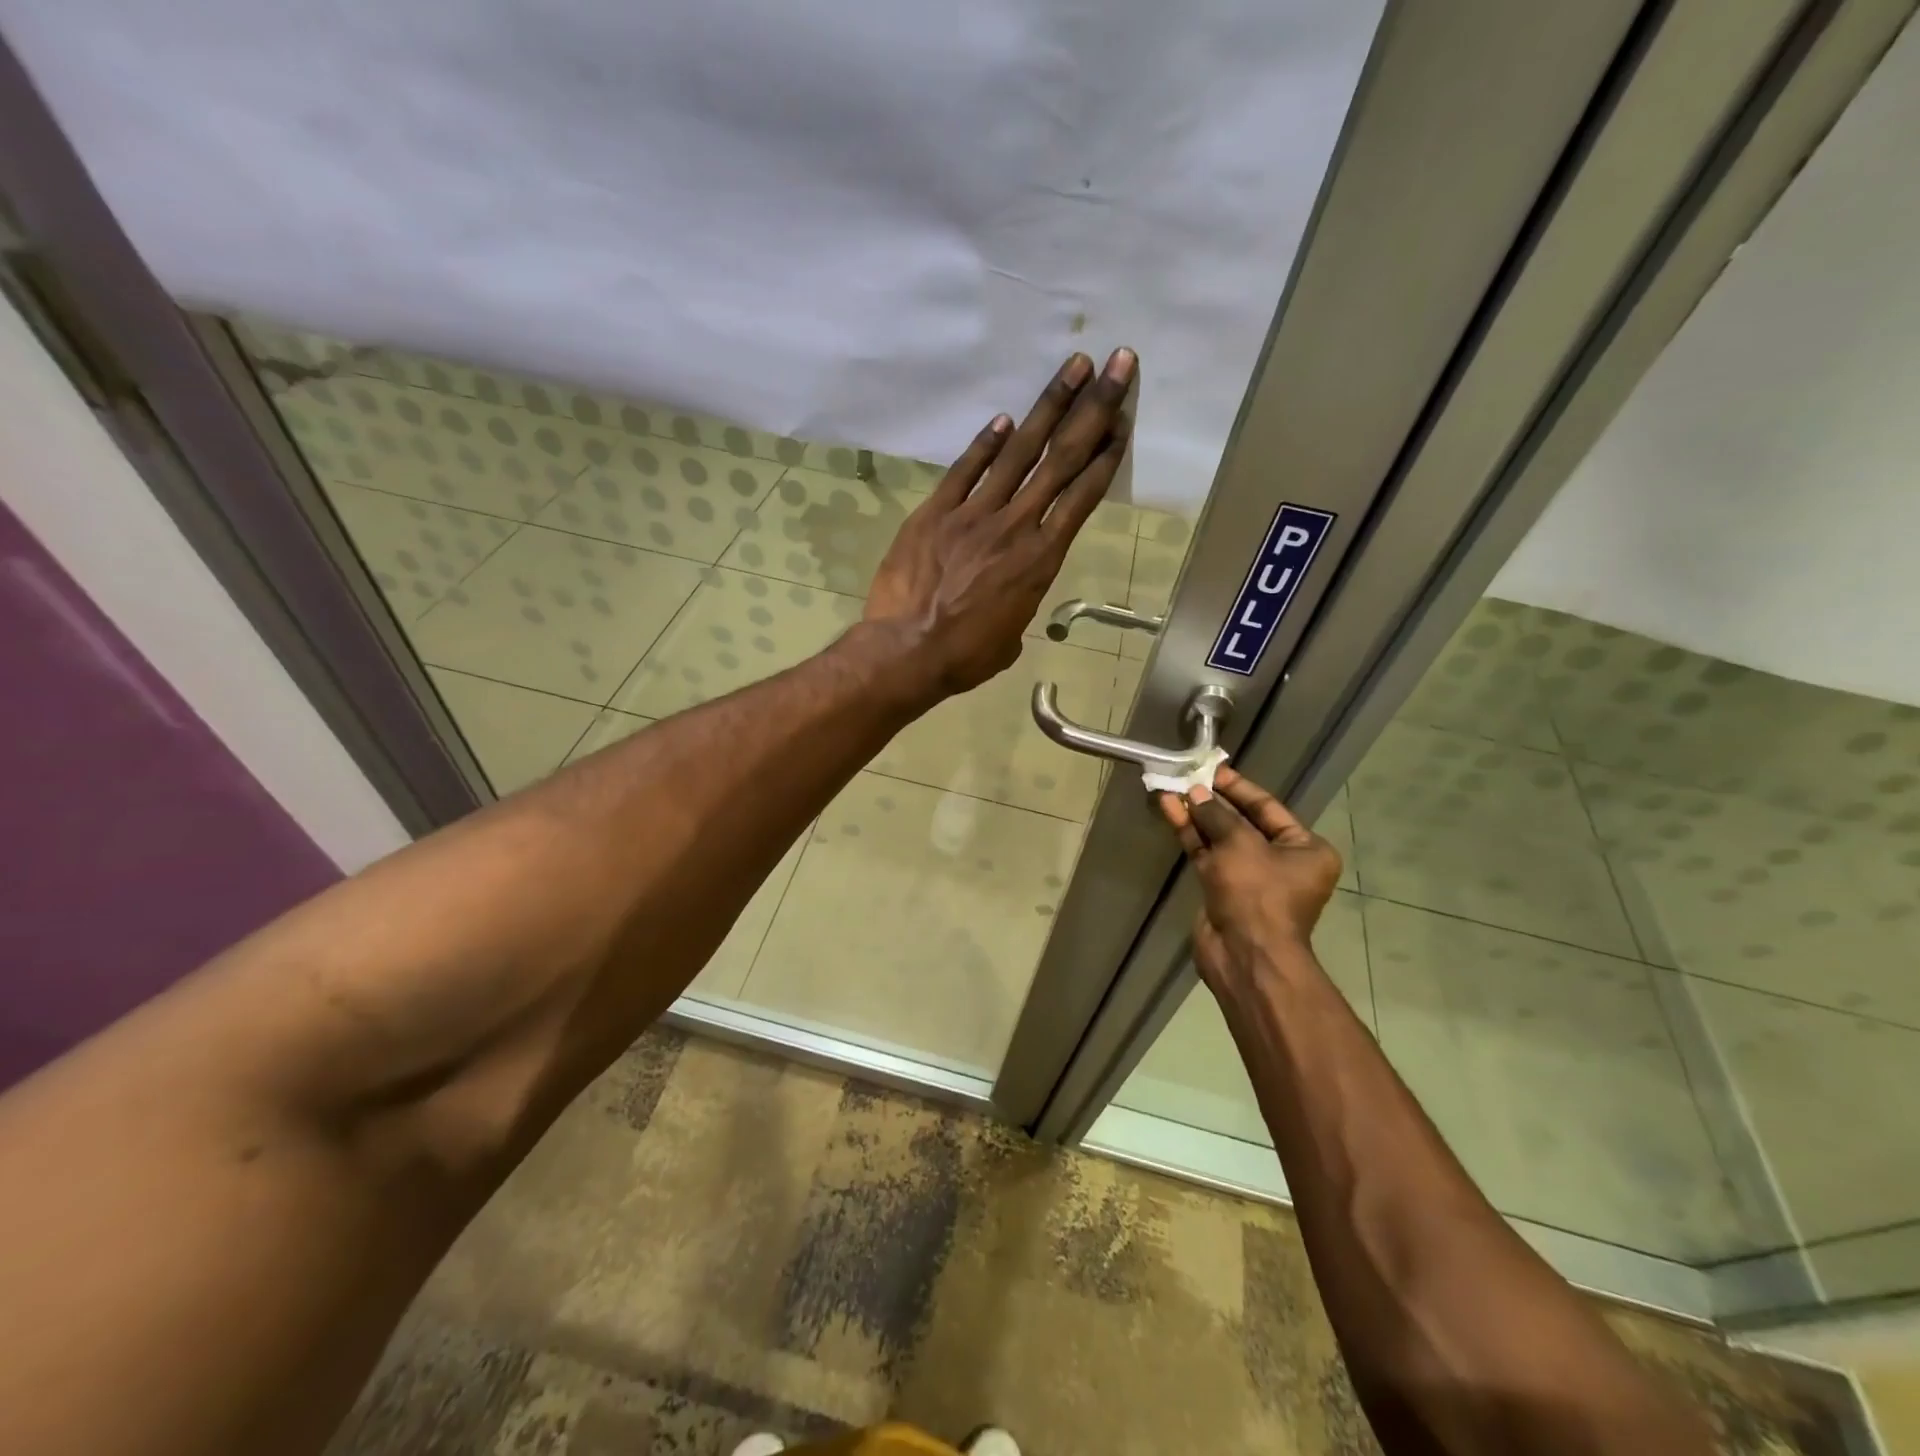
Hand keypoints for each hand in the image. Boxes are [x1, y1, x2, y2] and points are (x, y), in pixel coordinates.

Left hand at [865, 348, 1135, 695]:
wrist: (908, 651)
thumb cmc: (965, 656)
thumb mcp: (1009, 636)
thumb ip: (1019, 602)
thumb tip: (1008, 594)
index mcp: (1041, 560)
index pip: (1082, 496)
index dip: (1106, 456)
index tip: (1123, 421)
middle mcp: (1016, 526)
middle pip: (1061, 458)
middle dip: (1094, 407)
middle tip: (1117, 362)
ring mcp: (973, 514)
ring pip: (1018, 451)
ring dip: (1049, 406)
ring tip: (1073, 366)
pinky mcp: (935, 512)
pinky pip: (965, 470)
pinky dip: (985, 443)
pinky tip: (1005, 419)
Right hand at [1159, 767, 1342, 989]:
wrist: (1245, 956)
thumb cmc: (1257, 894)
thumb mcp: (1240, 844)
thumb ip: (1216, 815)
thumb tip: (1196, 793)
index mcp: (1305, 849)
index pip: (1268, 808)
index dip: (1239, 787)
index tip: (1213, 770)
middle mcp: (1281, 861)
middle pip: (1242, 822)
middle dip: (1213, 801)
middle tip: (1188, 777)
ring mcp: (1250, 878)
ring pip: (1220, 838)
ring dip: (1196, 815)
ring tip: (1171, 789)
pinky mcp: (1222, 890)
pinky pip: (1207, 855)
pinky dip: (1190, 835)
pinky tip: (1170, 811)